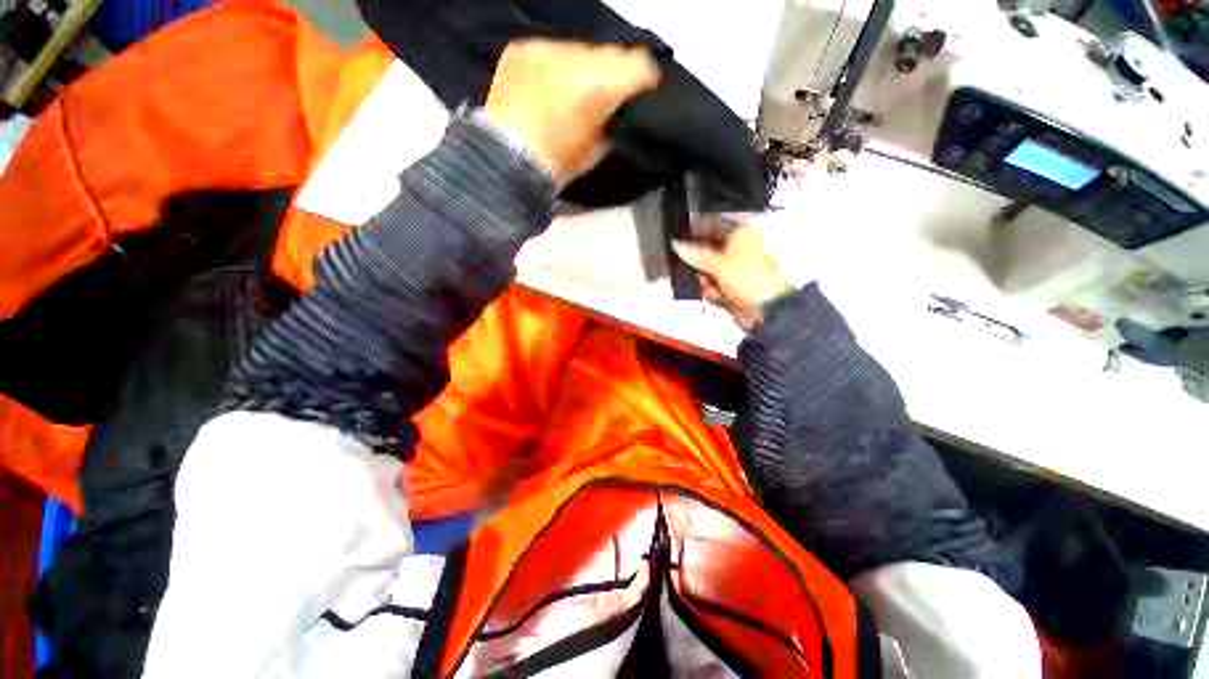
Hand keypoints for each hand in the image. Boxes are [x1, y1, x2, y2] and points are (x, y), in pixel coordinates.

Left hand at [485, 39, 659, 185]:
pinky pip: (552, 51)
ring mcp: (545, 49)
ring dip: (583, 68)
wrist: (506, 162)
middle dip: (613, 72)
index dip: (645, 78)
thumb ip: (613, 122)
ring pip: (581, 49)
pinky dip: (557, 66)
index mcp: (598, 87)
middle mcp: (575, 57)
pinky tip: (550, 86)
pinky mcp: (523, 48)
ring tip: (573, 91)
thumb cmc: (556, 165)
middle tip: (606, 94)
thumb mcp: (596, 150)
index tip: (643, 91)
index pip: (639, 64)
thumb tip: (616, 108)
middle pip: (610, 52)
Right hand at [672, 225, 793, 331]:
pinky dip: (714, 291)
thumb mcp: (718, 264)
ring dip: (707, 280)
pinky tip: (717, 294)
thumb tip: (679, 245)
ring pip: (711, 270)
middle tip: (698, 269)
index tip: (682, 239)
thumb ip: (695, 254)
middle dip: (701, 264)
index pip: (714, 226)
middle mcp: (742, 249)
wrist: (765, 310)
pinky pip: (716, 285)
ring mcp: (739, 269)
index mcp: (743, 233)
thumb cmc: (755, 281)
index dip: (697, 233)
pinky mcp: (736, 286)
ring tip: (710, 285)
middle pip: (710, 251)